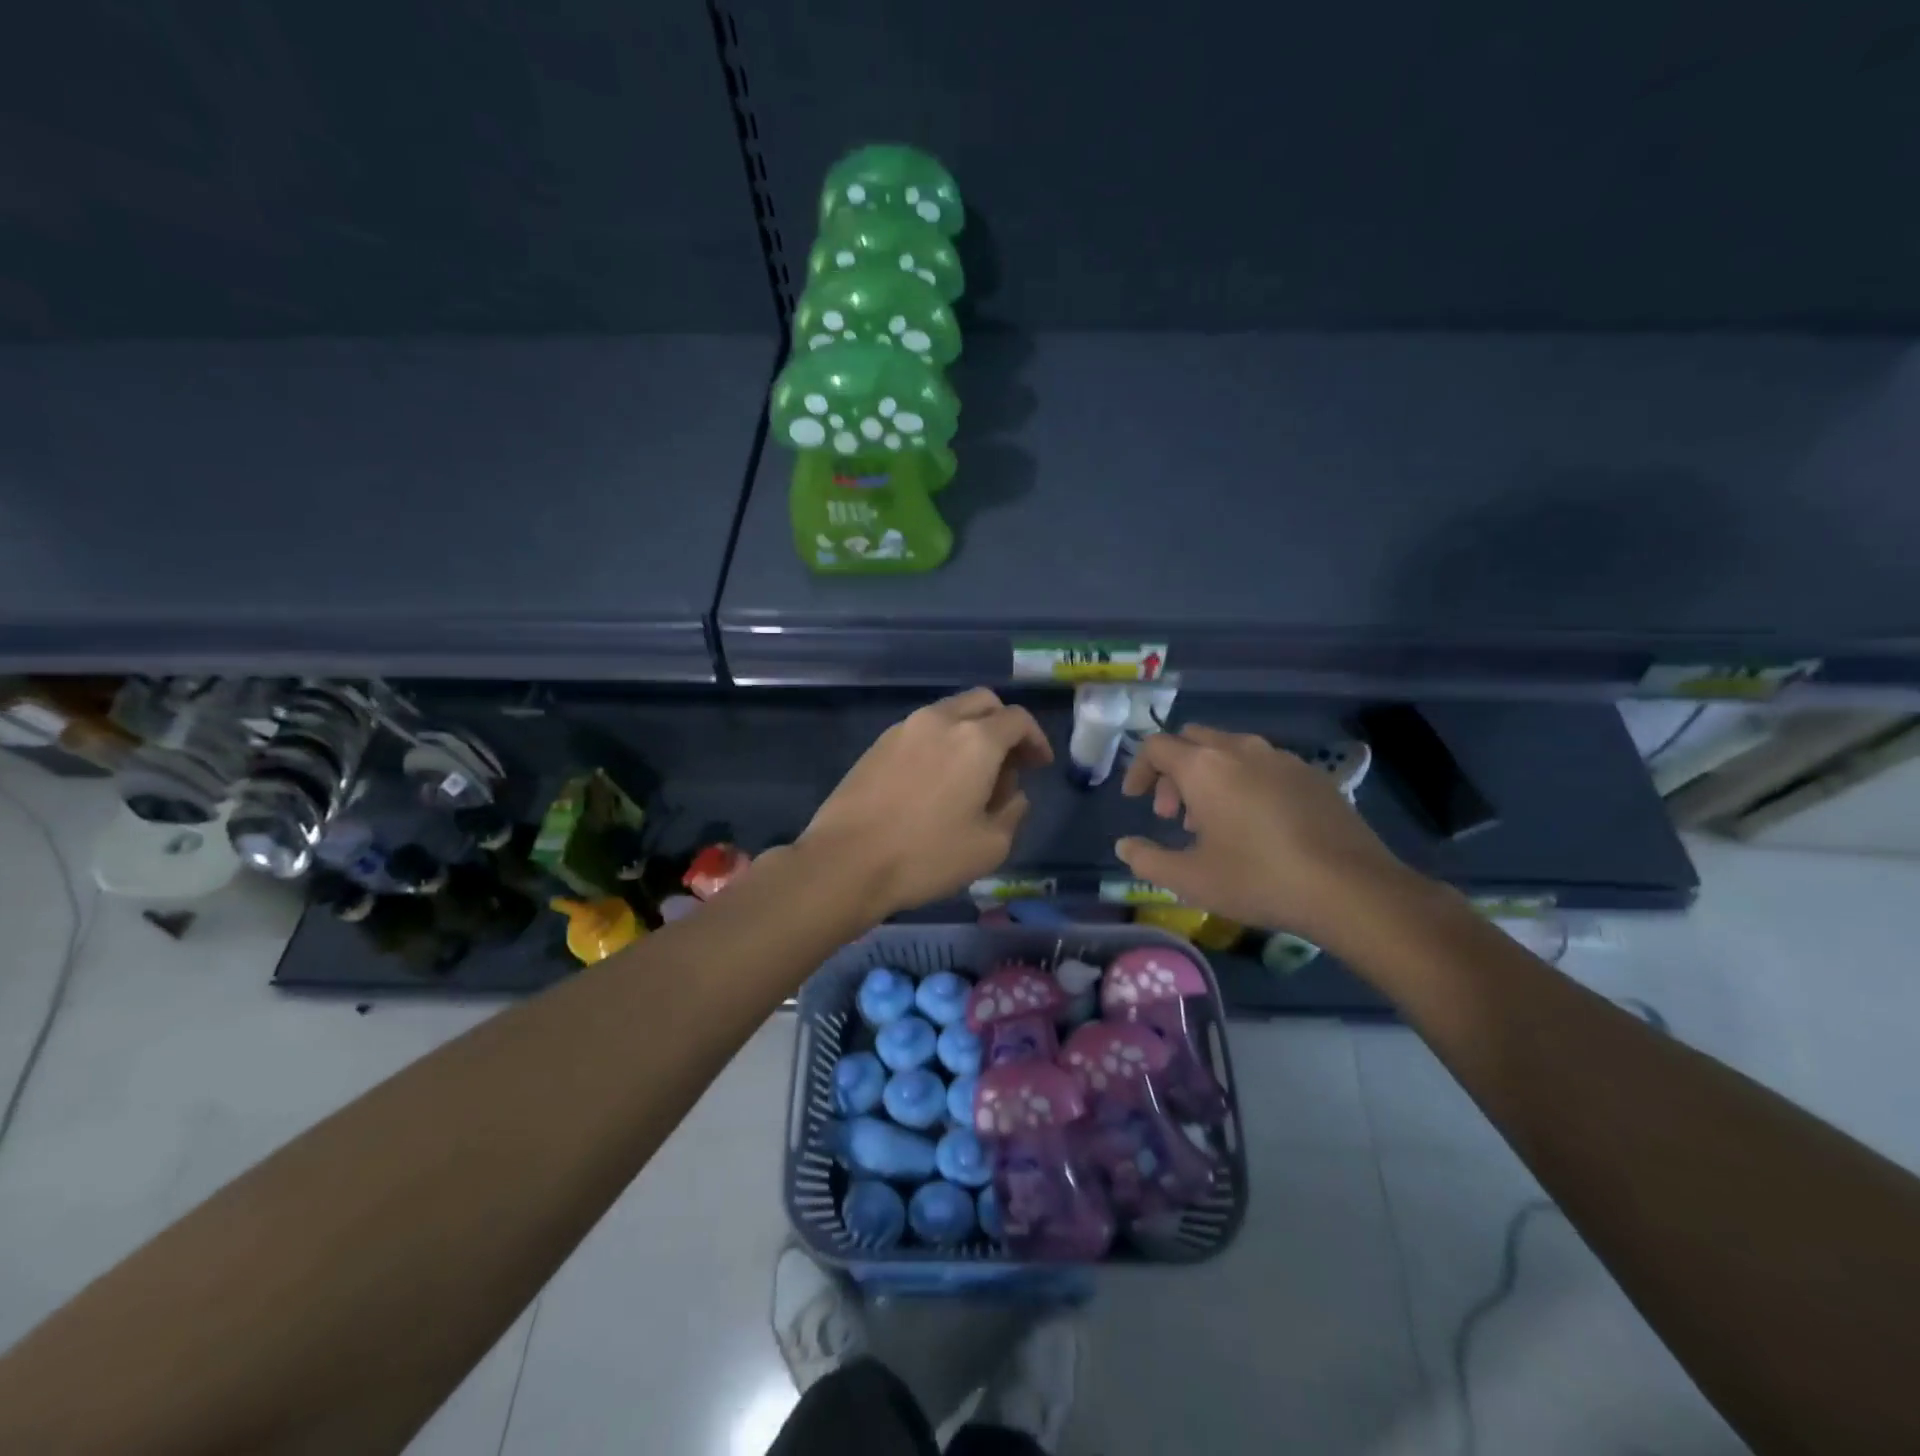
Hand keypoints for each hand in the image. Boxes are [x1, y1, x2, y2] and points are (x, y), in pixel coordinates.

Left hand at [802, 689, 1053, 919]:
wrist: (845, 862)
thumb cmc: (926, 856)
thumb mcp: (989, 847)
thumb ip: (1012, 813)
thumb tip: (1012, 794)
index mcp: (976, 740)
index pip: (1018, 720)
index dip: (1036, 740)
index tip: (1039, 765)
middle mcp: (941, 720)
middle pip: (983, 703)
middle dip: (1004, 726)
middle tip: (1010, 763)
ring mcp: (904, 728)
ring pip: (950, 713)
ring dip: (971, 733)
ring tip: (972, 775)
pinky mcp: (878, 744)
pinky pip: (922, 730)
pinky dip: (941, 742)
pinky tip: (937, 780)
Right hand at [1114, 725, 1413, 940]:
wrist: (1351, 889)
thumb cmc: (1258, 879)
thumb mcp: (1190, 879)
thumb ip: (1147, 859)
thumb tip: (1124, 847)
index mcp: (1204, 767)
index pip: (1156, 746)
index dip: (1138, 770)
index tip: (1136, 801)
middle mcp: (1240, 749)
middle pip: (1192, 740)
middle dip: (1173, 772)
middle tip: (1173, 815)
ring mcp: (1281, 758)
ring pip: (1229, 750)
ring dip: (1209, 776)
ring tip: (1214, 822)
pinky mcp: (1313, 774)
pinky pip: (1263, 764)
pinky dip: (1244, 781)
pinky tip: (1256, 823)